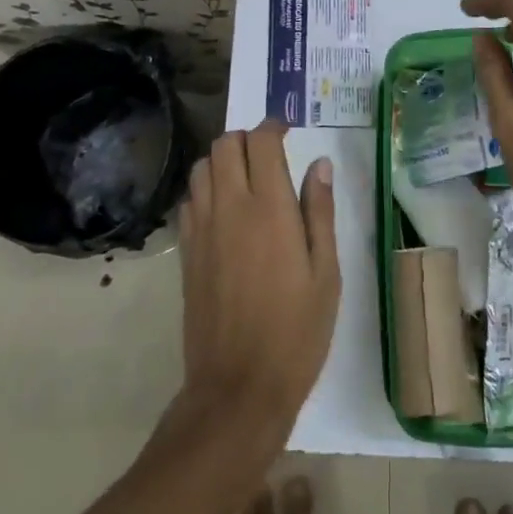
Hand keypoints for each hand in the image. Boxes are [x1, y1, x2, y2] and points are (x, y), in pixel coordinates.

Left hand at [176, 121, 339, 438]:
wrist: (239, 386)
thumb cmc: (297, 331)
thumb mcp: (326, 272)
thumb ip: (319, 211)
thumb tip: (320, 164)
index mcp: (269, 208)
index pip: (260, 141)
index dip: (273, 126)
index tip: (288, 131)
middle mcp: (229, 207)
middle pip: (224, 145)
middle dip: (246, 138)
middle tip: (269, 155)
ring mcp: (202, 228)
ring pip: (202, 168)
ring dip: (222, 160)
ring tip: (246, 179)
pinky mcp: (186, 251)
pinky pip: (189, 199)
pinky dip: (205, 188)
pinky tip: (225, 210)